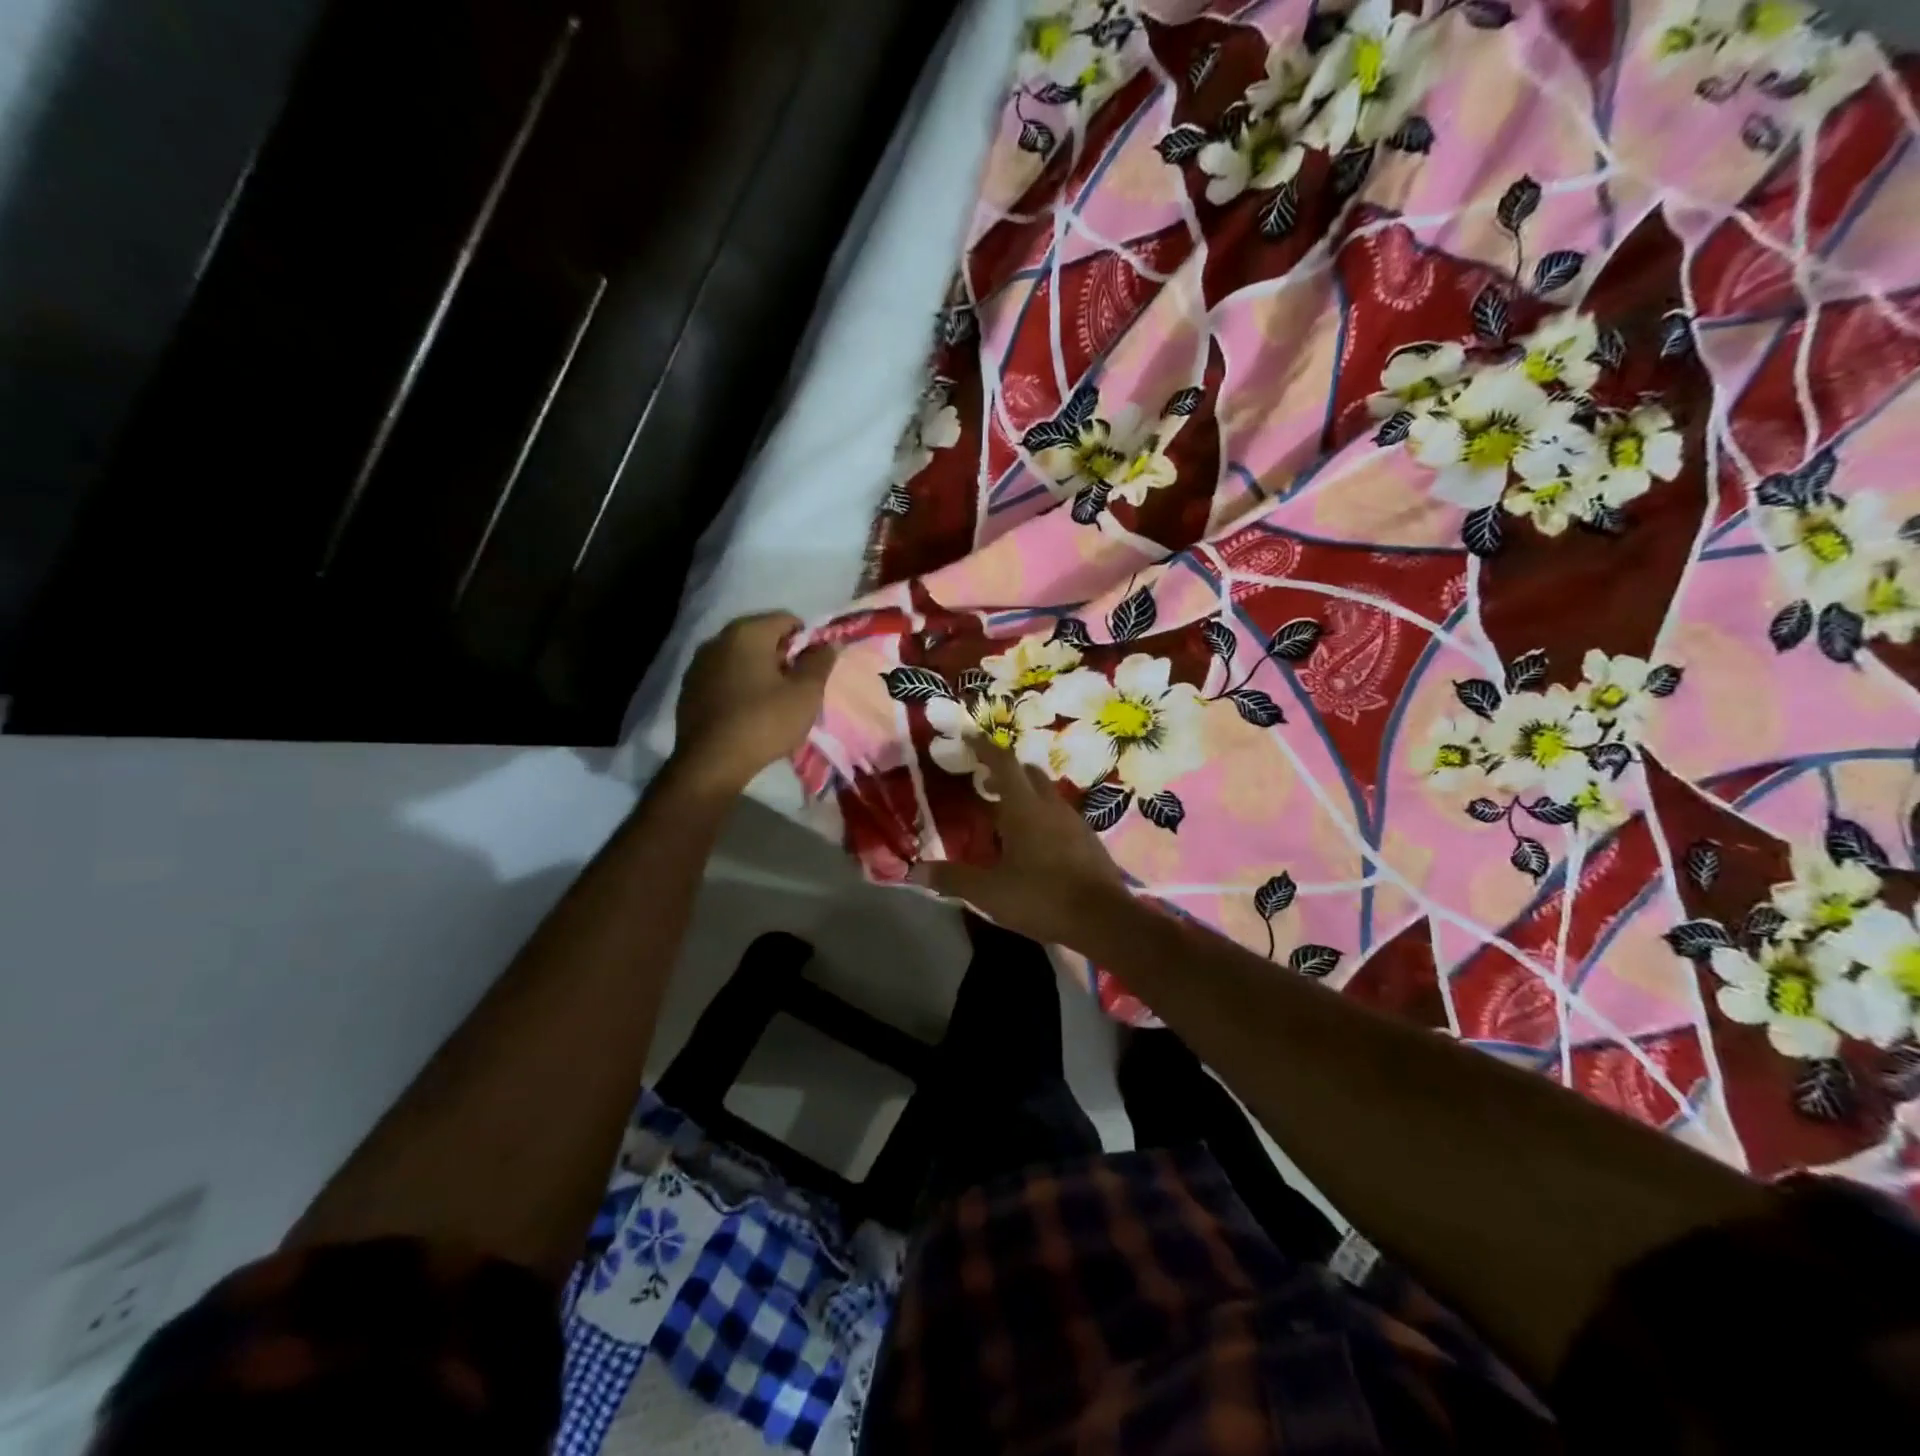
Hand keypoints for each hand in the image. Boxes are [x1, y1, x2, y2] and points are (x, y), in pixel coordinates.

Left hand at [671, 613, 835, 794]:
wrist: (711, 762)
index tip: (814, 668)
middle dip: (783, 656)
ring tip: (773, 701)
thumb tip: (829, 643)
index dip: (807, 640)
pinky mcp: (689, 688)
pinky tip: (748, 711)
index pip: (787, 620)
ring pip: (740, 657)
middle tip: (797, 686)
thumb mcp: (805, 694)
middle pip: (761, 636)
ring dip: (760, 671)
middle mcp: (718, 639)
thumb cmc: (765, 722)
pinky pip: (723, 677)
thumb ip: (820, 663)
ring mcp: (699, 663)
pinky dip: (739, 685)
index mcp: (748, 632)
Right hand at [912, 739, 1126, 945]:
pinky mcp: (1088, 841)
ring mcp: (1074, 822)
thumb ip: (952, 878)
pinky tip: (1034, 844)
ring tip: (1005, 818)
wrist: (1104, 919)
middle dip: (1005, 772)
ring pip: (1046, 794)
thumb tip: (916, 870)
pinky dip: (1042, 817)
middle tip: (984, 785)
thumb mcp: (989, 892)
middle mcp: (1050, 806)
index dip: (984, 748)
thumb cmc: (1041, 897)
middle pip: (1028, 774)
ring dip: (1025, 796)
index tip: (969, 737)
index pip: (1003, 763)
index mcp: (1024, 808)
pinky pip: (1060, 816)